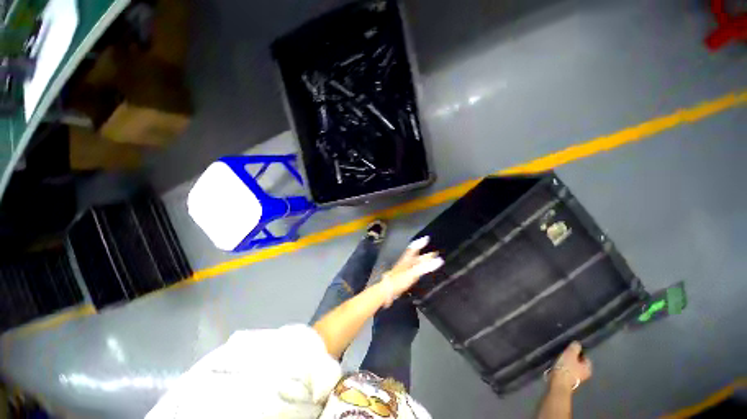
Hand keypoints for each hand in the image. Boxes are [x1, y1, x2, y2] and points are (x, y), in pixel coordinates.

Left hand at [380, 236, 443, 305]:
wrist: (386, 291)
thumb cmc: (399, 280)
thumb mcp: (413, 273)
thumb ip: (425, 267)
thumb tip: (439, 260)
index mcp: (407, 259)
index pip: (414, 248)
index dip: (420, 243)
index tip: (427, 238)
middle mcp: (406, 262)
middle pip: (416, 256)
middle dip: (425, 254)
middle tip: (435, 252)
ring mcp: (404, 269)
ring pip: (415, 263)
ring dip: (422, 261)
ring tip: (430, 261)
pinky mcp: (404, 276)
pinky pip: (414, 269)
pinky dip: (419, 269)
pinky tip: (421, 272)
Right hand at [549, 342, 592, 391]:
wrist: (558, 383)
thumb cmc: (566, 368)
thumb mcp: (570, 354)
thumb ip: (575, 347)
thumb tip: (578, 343)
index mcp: (588, 368)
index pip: (586, 357)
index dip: (579, 352)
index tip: (571, 348)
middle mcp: (585, 375)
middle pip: (579, 364)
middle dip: (573, 359)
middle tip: (564, 353)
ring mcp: (576, 380)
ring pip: (573, 368)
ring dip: (567, 364)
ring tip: (559, 359)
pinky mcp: (568, 382)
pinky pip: (567, 372)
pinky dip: (563, 369)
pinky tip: (557, 366)